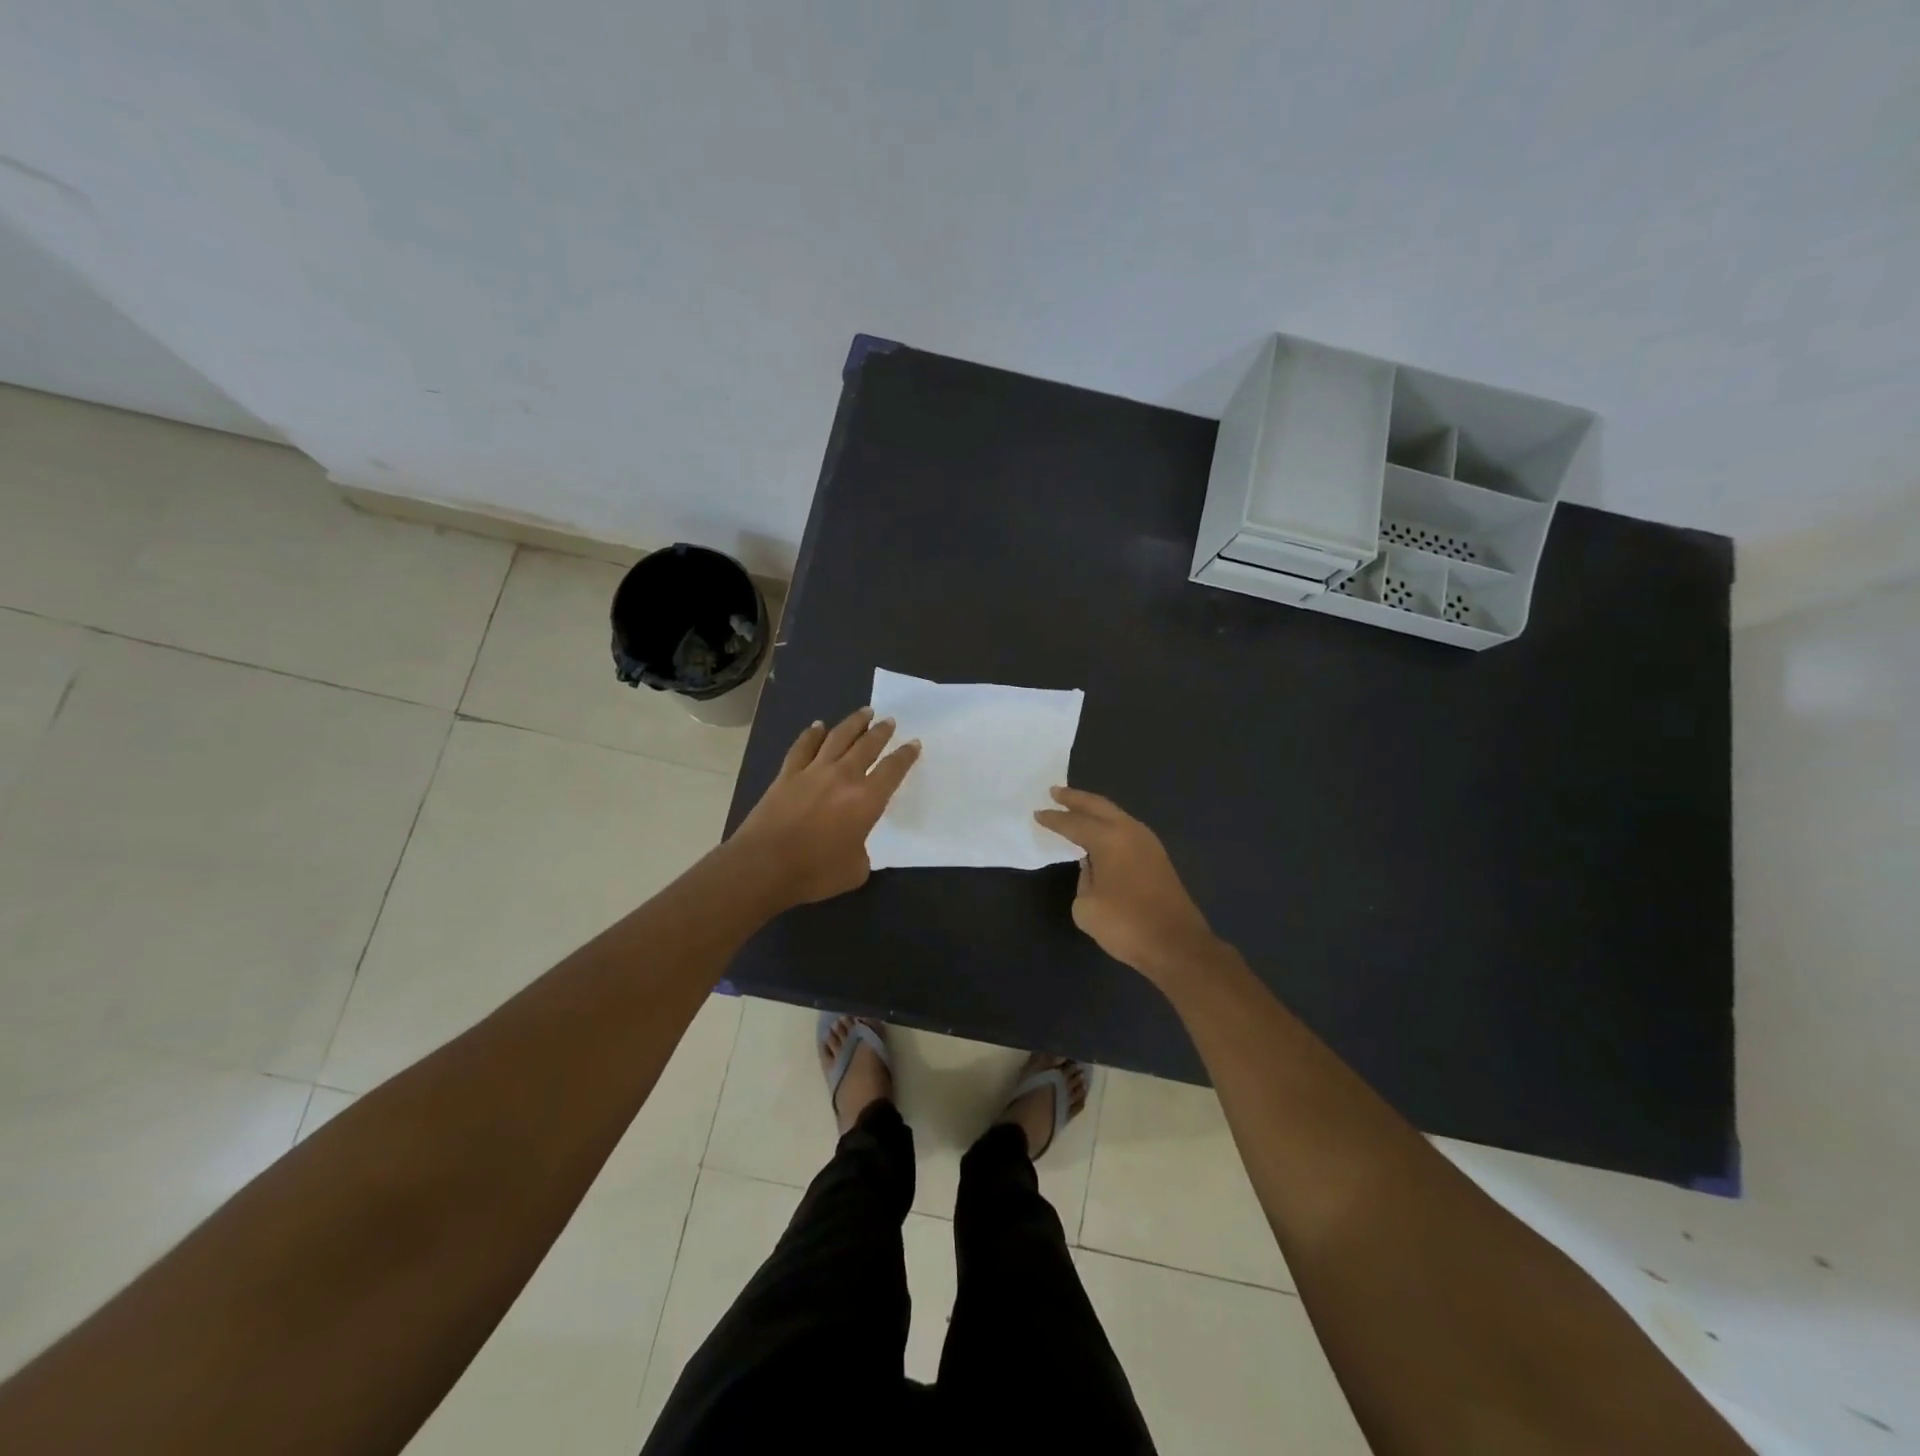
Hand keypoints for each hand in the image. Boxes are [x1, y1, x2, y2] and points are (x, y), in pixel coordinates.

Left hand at [729, 707, 919, 907]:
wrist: (764, 866)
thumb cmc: (815, 872)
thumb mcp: (855, 870)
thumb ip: (862, 851)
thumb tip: (855, 844)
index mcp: (866, 800)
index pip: (893, 770)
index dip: (905, 755)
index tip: (913, 743)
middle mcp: (843, 777)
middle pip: (867, 746)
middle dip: (881, 732)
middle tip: (889, 721)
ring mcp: (813, 772)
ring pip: (837, 738)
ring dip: (853, 723)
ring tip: (864, 712)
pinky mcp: (787, 775)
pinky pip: (802, 747)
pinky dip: (811, 734)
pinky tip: (818, 726)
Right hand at [1035, 787, 1222, 983]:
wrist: (1177, 945)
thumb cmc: (1126, 925)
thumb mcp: (1086, 906)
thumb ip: (1084, 879)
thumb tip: (1093, 867)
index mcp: (1109, 839)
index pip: (1074, 823)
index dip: (1054, 819)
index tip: (1037, 813)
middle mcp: (1130, 832)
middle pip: (1099, 806)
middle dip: (1076, 798)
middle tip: (1055, 791)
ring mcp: (1148, 843)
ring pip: (1116, 815)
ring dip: (1095, 810)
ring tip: (1076, 808)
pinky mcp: (1158, 858)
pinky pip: (1126, 829)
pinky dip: (1109, 824)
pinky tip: (1100, 833)